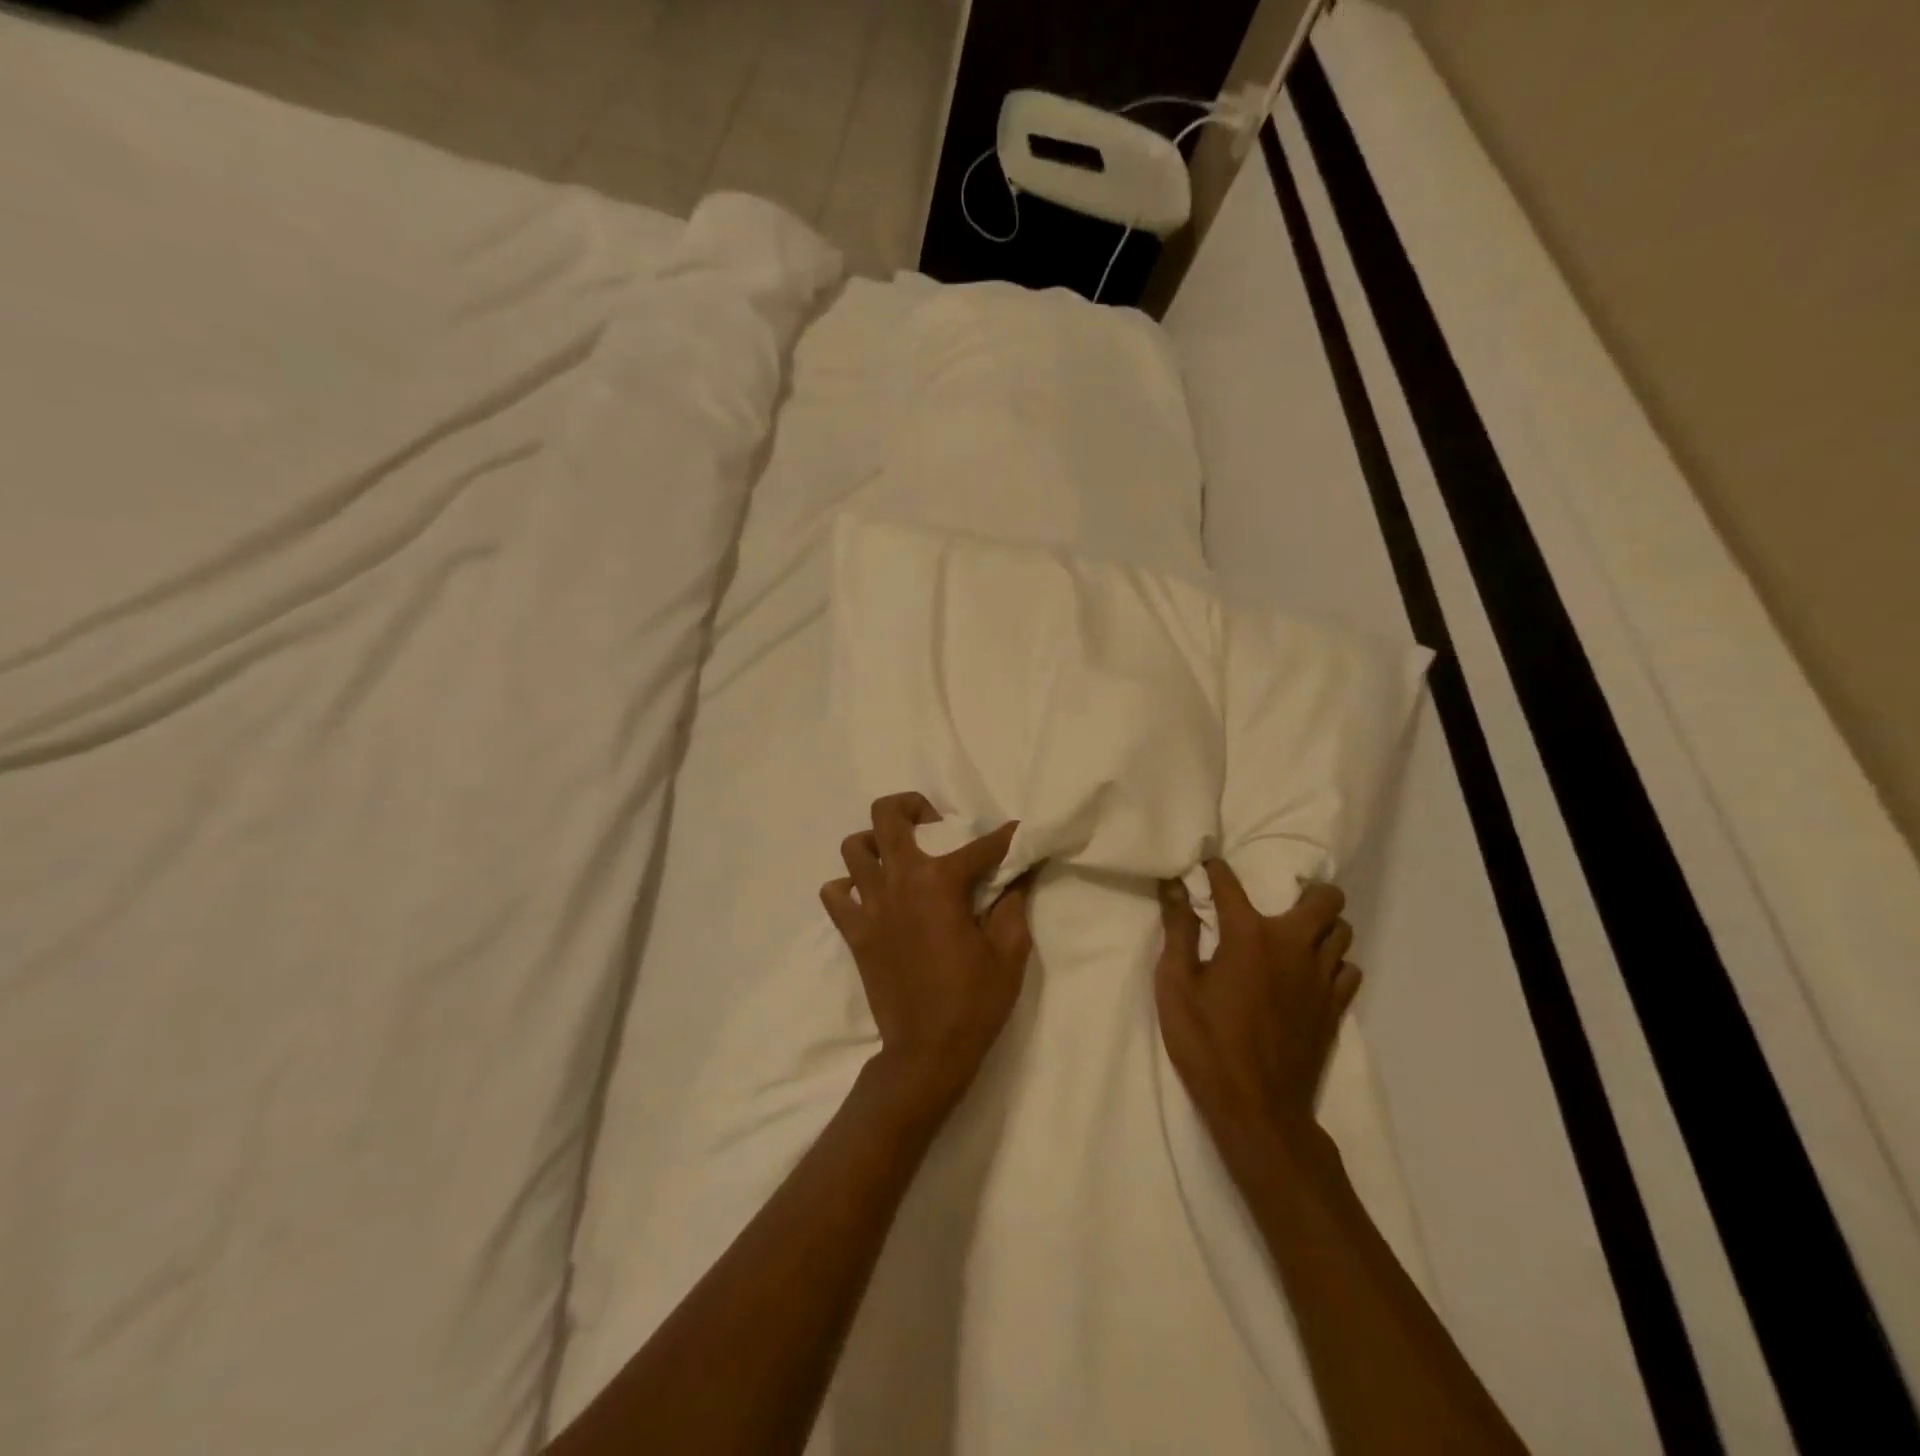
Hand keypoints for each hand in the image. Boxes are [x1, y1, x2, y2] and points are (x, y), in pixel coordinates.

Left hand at [820, 793, 1035, 1116]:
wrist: (927, 1053)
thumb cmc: (975, 1002)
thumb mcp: (1010, 952)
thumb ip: (1014, 903)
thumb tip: (1019, 873)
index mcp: (940, 883)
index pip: (980, 846)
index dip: (1005, 837)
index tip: (1017, 833)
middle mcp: (899, 881)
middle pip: (888, 816)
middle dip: (913, 805)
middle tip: (935, 823)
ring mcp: (870, 905)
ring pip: (854, 847)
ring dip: (876, 842)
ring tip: (900, 857)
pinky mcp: (854, 931)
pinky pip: (835, 893)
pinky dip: (848, 885)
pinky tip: (872, 895)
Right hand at [1154, 860, 1360, 1163]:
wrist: (1257, 1109)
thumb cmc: (1206, 1043)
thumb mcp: (1176, 985)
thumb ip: (1178, 931)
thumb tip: (1174, 886)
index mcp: (1249, 935)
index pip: (1230, 884)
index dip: (1215, 870)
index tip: (1207, 864)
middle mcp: (1294, 946)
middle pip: (1325, 899)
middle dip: (1306, 891)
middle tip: (1279, 901)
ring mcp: (1322, 978)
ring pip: (1343, 932)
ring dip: (1322, 926)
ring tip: (1297, 936)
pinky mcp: (1336, 1008)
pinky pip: (1349, 970)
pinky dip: (1333, 963)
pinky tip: (1310, 975)